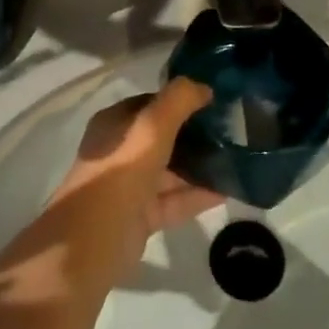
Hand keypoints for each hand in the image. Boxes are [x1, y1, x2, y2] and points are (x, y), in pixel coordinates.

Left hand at [48, 78, 224, 282]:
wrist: (92, 242)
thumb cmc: (121, 173)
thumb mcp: (151, 127)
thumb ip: (178, 100)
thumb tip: (204, 86)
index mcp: (115, 123)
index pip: (152, 103)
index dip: (180, 100)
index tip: (214, 101)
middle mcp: (121, 151)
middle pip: (163, 137)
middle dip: (194, 133)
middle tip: (232, 130)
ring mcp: (130, 185)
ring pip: (170, 170)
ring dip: (199, 165)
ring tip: (236, 159)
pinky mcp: (141, 216)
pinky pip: (174, 199)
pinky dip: (197, 195)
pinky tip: (228, 190)